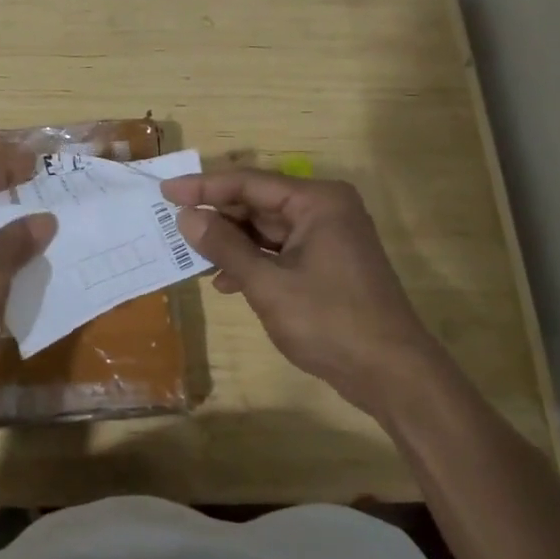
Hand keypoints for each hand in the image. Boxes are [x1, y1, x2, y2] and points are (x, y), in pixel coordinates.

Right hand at [162, 169, 433, 415]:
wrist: (394, 375)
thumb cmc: (330, 322)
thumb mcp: (268, 284)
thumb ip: (225, 247)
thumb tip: (186, 217)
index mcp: (317, 201)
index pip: (249, 183)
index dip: (203, 187)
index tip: (165, 191)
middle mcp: (324, 209)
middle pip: (257, 203)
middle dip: (217, 217)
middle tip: (173, 225)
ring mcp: (328, 237)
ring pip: (266, 229)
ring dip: (231, 243)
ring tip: (192, 255)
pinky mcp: (328, 263)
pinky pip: (279, 250)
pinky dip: (252, 262)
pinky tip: (226, 282)